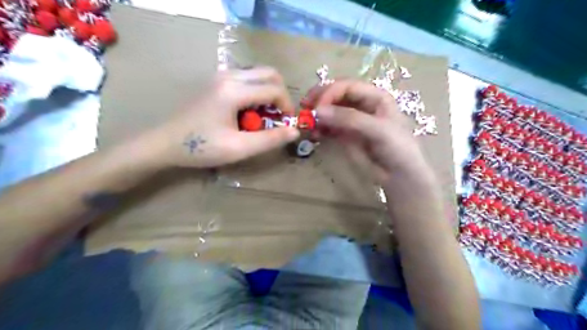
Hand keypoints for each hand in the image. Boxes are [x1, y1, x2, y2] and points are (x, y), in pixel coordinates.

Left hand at [147, 67, 302, 168]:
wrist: (165, 143)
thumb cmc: (201, 147)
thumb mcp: (239, 148)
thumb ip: (269, 140)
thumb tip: (295, 131)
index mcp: (234, 91)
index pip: (274, 89)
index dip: (287, 106)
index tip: (286, 124)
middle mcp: (229, 76)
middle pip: (269, 74)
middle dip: (280, 95)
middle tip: (278, 117)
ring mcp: (221, 76)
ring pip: (258, 75)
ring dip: (268, 93)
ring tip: (263, 117)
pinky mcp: (216, 81)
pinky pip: (246, 79)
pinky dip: (256, 93)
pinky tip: (248, 113)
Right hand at [305, 79, 432, 184]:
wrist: (399, 175)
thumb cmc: (396, 147)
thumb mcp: (377, 129)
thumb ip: (349, 119)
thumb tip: (318, 111)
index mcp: (374, 96)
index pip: (347, 87)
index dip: (330, 93)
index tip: (316, 107)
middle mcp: (361, 104)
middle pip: (336, 95)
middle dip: (320, 100)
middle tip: (304, 107)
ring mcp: (352, 120)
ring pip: (330, 111)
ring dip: (317, 115)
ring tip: (306, 123)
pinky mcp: (345, 135)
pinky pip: (329, 127)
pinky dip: (319, 129)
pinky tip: (313, 134)